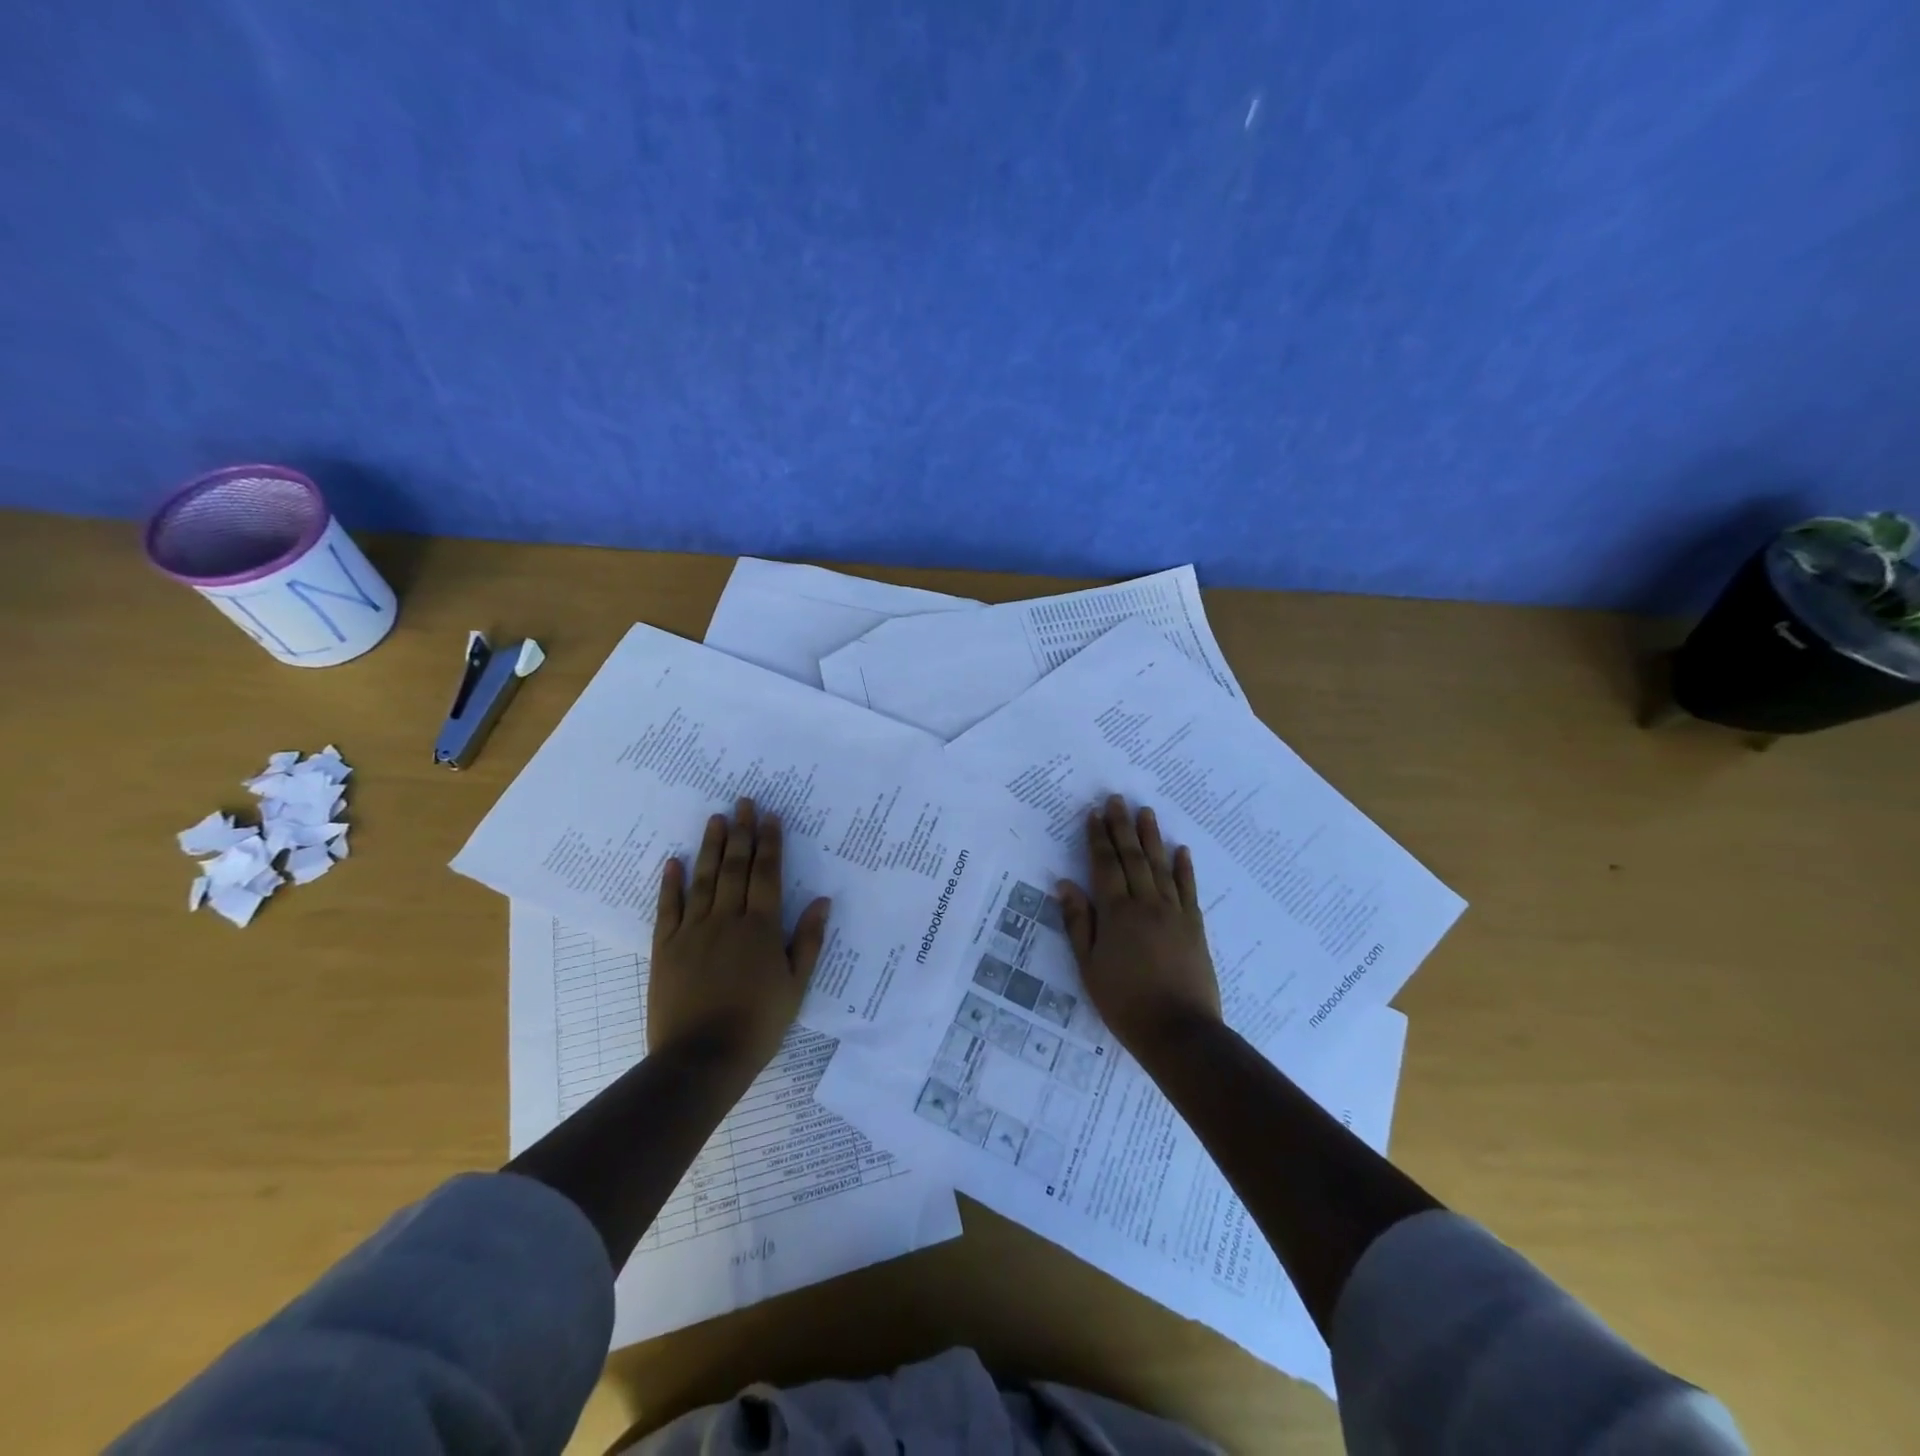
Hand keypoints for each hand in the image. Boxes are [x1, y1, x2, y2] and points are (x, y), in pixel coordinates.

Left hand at [648, 798, 830, 1071]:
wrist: (701, 1059)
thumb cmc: (758, 1024)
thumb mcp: (795, 986)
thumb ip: (808, 941)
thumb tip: (822, 900)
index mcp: (761, 928)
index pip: (767, 874)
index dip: (770, 843)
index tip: (770, 816)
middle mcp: (727, 920)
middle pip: (735, 868)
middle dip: (741, 833)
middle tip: (743, 802)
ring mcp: (693, 931)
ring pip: (704, 879)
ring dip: (710, 847)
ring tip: (715, 818)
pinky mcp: (665, 948)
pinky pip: (668, 908)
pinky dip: (671, 883)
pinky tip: (674, 860)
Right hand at [1057, 796, 1221, 1058]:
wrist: (1178, 1031)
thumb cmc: (1124, 1002)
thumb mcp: (1089, 966)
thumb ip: (1078, 922)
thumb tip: (1065, 884)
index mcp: (1116, 913)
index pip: (1104, 865)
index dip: (1098, 838)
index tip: (1094, 814)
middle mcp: (1146, 903)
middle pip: (1133, 857)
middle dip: (1122, 827)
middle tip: (1117, 799)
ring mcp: (1174, 913)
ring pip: (1161, 866)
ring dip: (1152, 837)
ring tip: (1146, 812)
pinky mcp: (1195, 926)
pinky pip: (1188, 889)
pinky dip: (1184, 868)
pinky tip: (1182, 850)